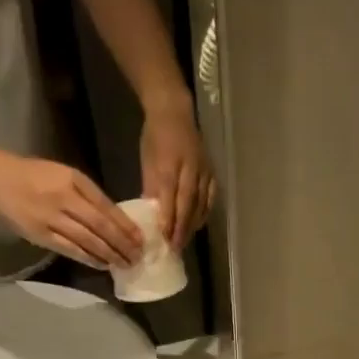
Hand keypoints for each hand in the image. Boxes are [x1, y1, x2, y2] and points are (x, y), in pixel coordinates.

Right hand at [0, 150, 141, 267]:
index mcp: (74, 181)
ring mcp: (52, 219)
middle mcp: (65, 199)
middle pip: (101, 227)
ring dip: (109, 255)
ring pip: (88, 241)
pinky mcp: (41, 235)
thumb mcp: (66, 175)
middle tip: (138, 258)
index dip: (126, 226)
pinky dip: (89, 259)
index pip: (107, 207)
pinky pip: (70, 250)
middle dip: (123, 245)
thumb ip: (89, 195)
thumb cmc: (34, 175)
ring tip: (124, 264)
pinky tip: (102, 265)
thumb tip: (116, 220)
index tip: (141, 240)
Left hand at [140, 99, 215, 246]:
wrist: (175, 111)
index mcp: (170, 163)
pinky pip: (210, 197)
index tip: (164, 237)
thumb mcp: (147, 160)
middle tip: (176, 247)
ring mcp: (204, 171)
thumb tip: (150, 214)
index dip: (169, 218)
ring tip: (186, 240)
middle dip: (182, 227)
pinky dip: (205, 213)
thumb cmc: (155, 136)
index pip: (170, 196)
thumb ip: (151, 186)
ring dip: (194, 224)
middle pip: (188, 204)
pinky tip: (198, 224)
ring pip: (201, 203)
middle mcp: (190, 168)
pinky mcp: (211, 172)